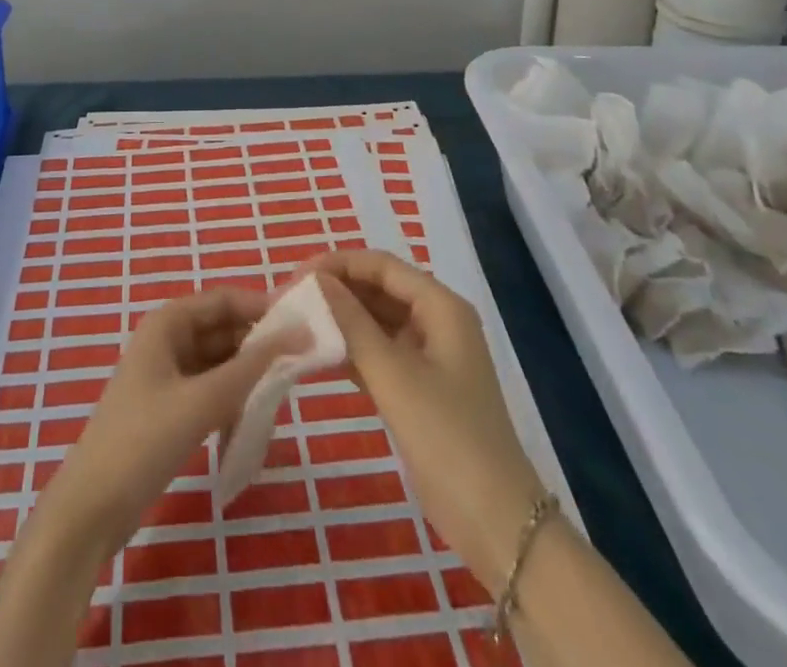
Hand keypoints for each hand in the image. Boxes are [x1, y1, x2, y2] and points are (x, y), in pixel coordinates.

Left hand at [37, 288, 307, 558]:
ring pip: (220, 362)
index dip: (263, 307)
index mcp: (168, 323)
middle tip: (300, 366)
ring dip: (248, 376)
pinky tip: (252, 420)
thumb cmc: (143, 441)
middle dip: (259, 345)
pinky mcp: (170, 408)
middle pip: (224, 330)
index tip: (304, 325)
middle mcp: (168, 340)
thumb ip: (252, 367)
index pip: (225, 300)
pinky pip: (212, 390)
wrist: (91, 508)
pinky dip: (233, 400)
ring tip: (280, 395)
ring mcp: (168, 375)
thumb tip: (300, 333)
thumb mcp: (202, 400)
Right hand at [305, 250, 544, 594]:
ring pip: (376, 321)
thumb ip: (352, 323)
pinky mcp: (419, 388)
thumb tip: (316, 280)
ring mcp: (429, 356)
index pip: (382, 266)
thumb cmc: (447, 436)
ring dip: (340, 320)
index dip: (339, 264)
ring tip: (296, 324)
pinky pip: (379, 353)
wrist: (495, 523)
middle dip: (337, 291)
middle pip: (379, 289)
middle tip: (290, 301)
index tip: (296, 276)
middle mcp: (436, 322)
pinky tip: (317, 355)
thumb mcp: (394, 375)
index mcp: (441, 307)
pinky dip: (351, 350)